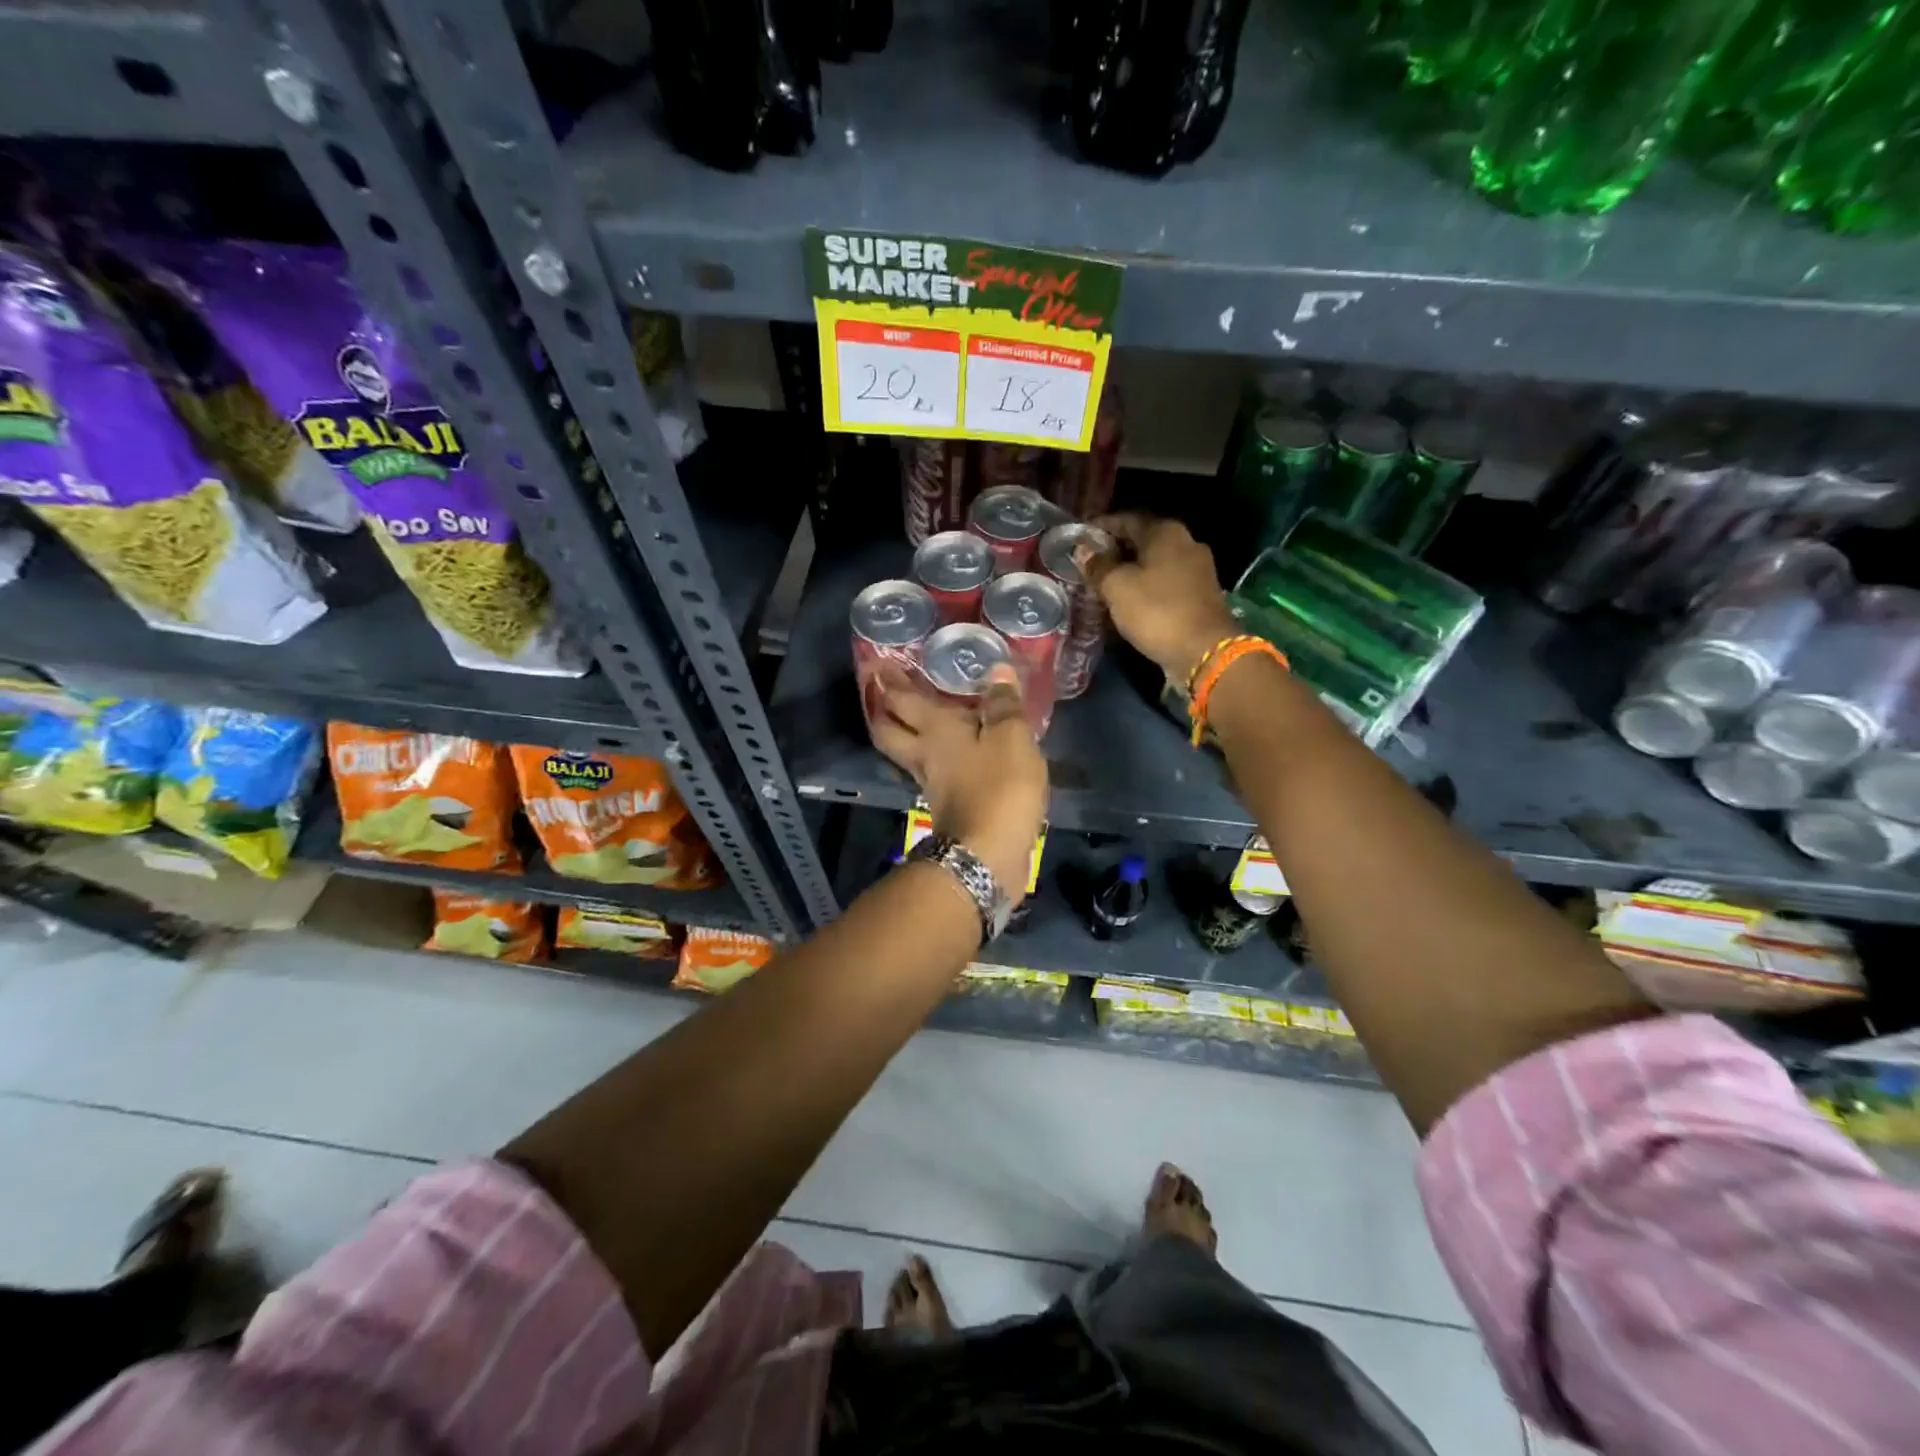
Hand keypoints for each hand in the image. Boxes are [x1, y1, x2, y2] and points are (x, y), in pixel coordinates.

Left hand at [868, 663, 1047, 898]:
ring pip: (909, 752)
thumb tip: (997, 669)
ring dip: (908, 734)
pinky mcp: (948, 806)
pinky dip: (939, 758)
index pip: (903, 700)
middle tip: (883, 691)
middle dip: (884, 710)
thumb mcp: (1011, 738)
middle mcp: (924, 755)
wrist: (988, 856)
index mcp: (935, 731)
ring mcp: (932, 784)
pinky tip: (955, 753)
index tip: (878, 664)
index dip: (889, 681)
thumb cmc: (998, 789)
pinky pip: (934, 772)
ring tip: (922, 716)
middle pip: (890, 730)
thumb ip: (1003, 705)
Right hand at [1084, 513, 1240, 683]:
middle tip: (1088, 564)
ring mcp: (1197, 570)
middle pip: (1143, 540)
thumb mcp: (1117, 587)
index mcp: (1166, 533)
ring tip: (1104, 584)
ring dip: (1130, 571)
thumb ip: (1099, 566)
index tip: (1079, 538)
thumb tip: (1084, 551)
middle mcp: (1186, 543)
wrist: (1204, 652)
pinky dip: (1145, 588)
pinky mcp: (1199, 595)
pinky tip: (1128, 600)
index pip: (1127, 519)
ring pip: (1154, 563)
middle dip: (1115, 550)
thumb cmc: (1157, 611)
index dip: (1101, 527)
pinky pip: (1164, 583)